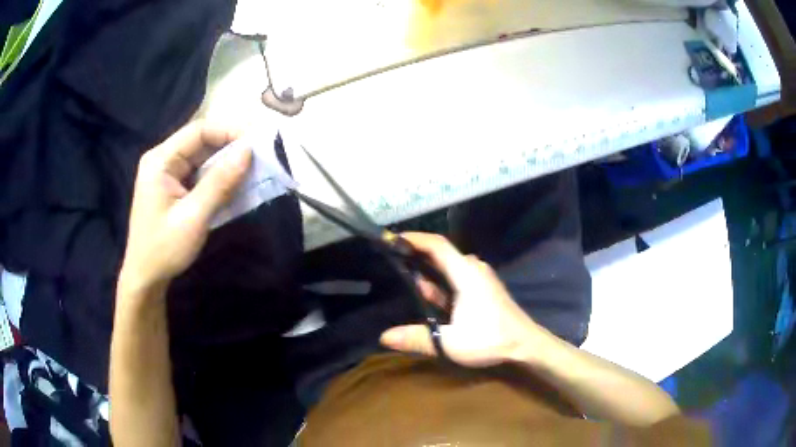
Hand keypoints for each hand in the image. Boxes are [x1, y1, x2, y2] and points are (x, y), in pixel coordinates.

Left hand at [118, 121, 251, 295]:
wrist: (146, 278)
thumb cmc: (164, 249)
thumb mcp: (193, 217)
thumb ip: (220, 183)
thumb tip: (248, 151)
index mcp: (160, 160)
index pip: (199, 131)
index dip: (229, 131)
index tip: (257, 142)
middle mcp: (164, 160)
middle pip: (202, 142)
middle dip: (231, 147)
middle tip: (261, 157)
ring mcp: (169, 174)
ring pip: (203, 158)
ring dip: (227, 163)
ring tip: (254, 170)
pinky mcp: (175, 187)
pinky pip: (201, 174)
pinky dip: (219, 178)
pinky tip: (236, 184)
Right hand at [380, 232, 548, 367]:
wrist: (525, 344)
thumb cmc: (491, 339)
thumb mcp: (451, 343)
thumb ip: (417, 338)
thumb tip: (384, 337)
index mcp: (466, 273)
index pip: (437, 245)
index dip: (414, 238)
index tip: (391, 238)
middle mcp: (472, 269)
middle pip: (440, 254)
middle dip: (415, 256)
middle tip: (388, 261)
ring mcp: (478, 278)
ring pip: (447, 268)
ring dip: (426, 273)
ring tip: (399, 275)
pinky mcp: (481, 288)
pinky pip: (454, 278)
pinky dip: (438, 283)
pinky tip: (423, 294)